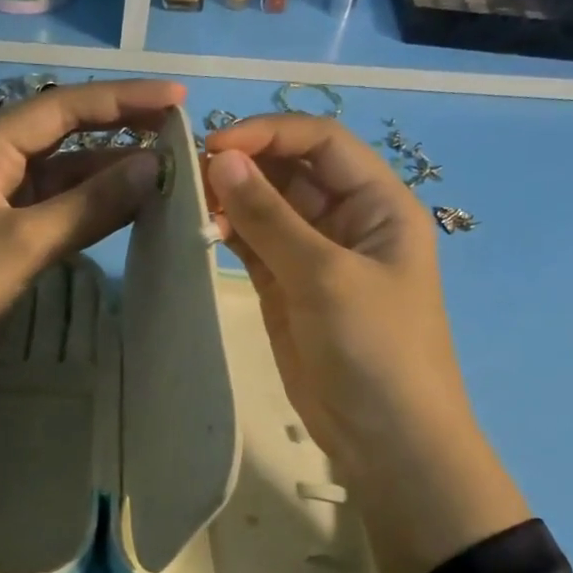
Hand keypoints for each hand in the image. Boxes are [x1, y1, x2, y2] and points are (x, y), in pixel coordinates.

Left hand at [0, 79, 186, 450]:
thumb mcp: (25, 243)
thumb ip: (90, 204)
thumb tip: (154, 168)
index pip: (64, 108)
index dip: (123, 100)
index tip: (177, 99)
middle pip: (65, 134)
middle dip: (120, 131)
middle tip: (180, 133)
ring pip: (65, 174)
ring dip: (110, 173)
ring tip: (168, 172)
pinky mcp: (6, 233)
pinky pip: (57, 208)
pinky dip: (92, 207)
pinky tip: (130, 207)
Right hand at [204, 116, 528, 572]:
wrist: (386, 437)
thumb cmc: (374, 348)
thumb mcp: (325, 276)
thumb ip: (270, 218)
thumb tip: (220, 159)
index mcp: (378, 203)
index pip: (321, 142)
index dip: (270, 134)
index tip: (215, 147)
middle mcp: (347, 220)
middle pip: (291, 170)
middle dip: (245, 164)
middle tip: (187, 172)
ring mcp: (314, 256)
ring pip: (267, 208)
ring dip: (231, 198)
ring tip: (185, 199)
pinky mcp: (286, 288)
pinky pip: (254, 246)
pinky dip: (228, 233)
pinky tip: (198, 228)